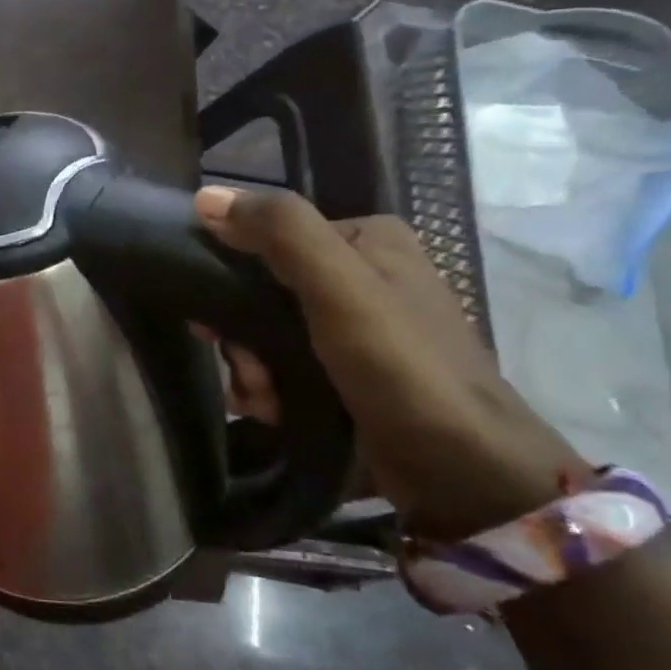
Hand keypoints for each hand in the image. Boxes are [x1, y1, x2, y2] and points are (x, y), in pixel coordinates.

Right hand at [196, 185, 592, 539]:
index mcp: (366, 240)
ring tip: (265, 400)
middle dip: (242, 337)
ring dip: (250, 369)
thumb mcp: (338, 288)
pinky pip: (284, 366)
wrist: (464, 473)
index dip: (231, 277)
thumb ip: (279, 233)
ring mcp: (356, 329)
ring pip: (266, 333)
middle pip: (262, 289)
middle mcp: (361, 276)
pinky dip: (269, 389)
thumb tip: (206, 197)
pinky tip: (272, 411)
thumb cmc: (402, 369)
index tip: (214, 322)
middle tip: (251, 371)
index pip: (268, 238)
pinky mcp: (350, 374)